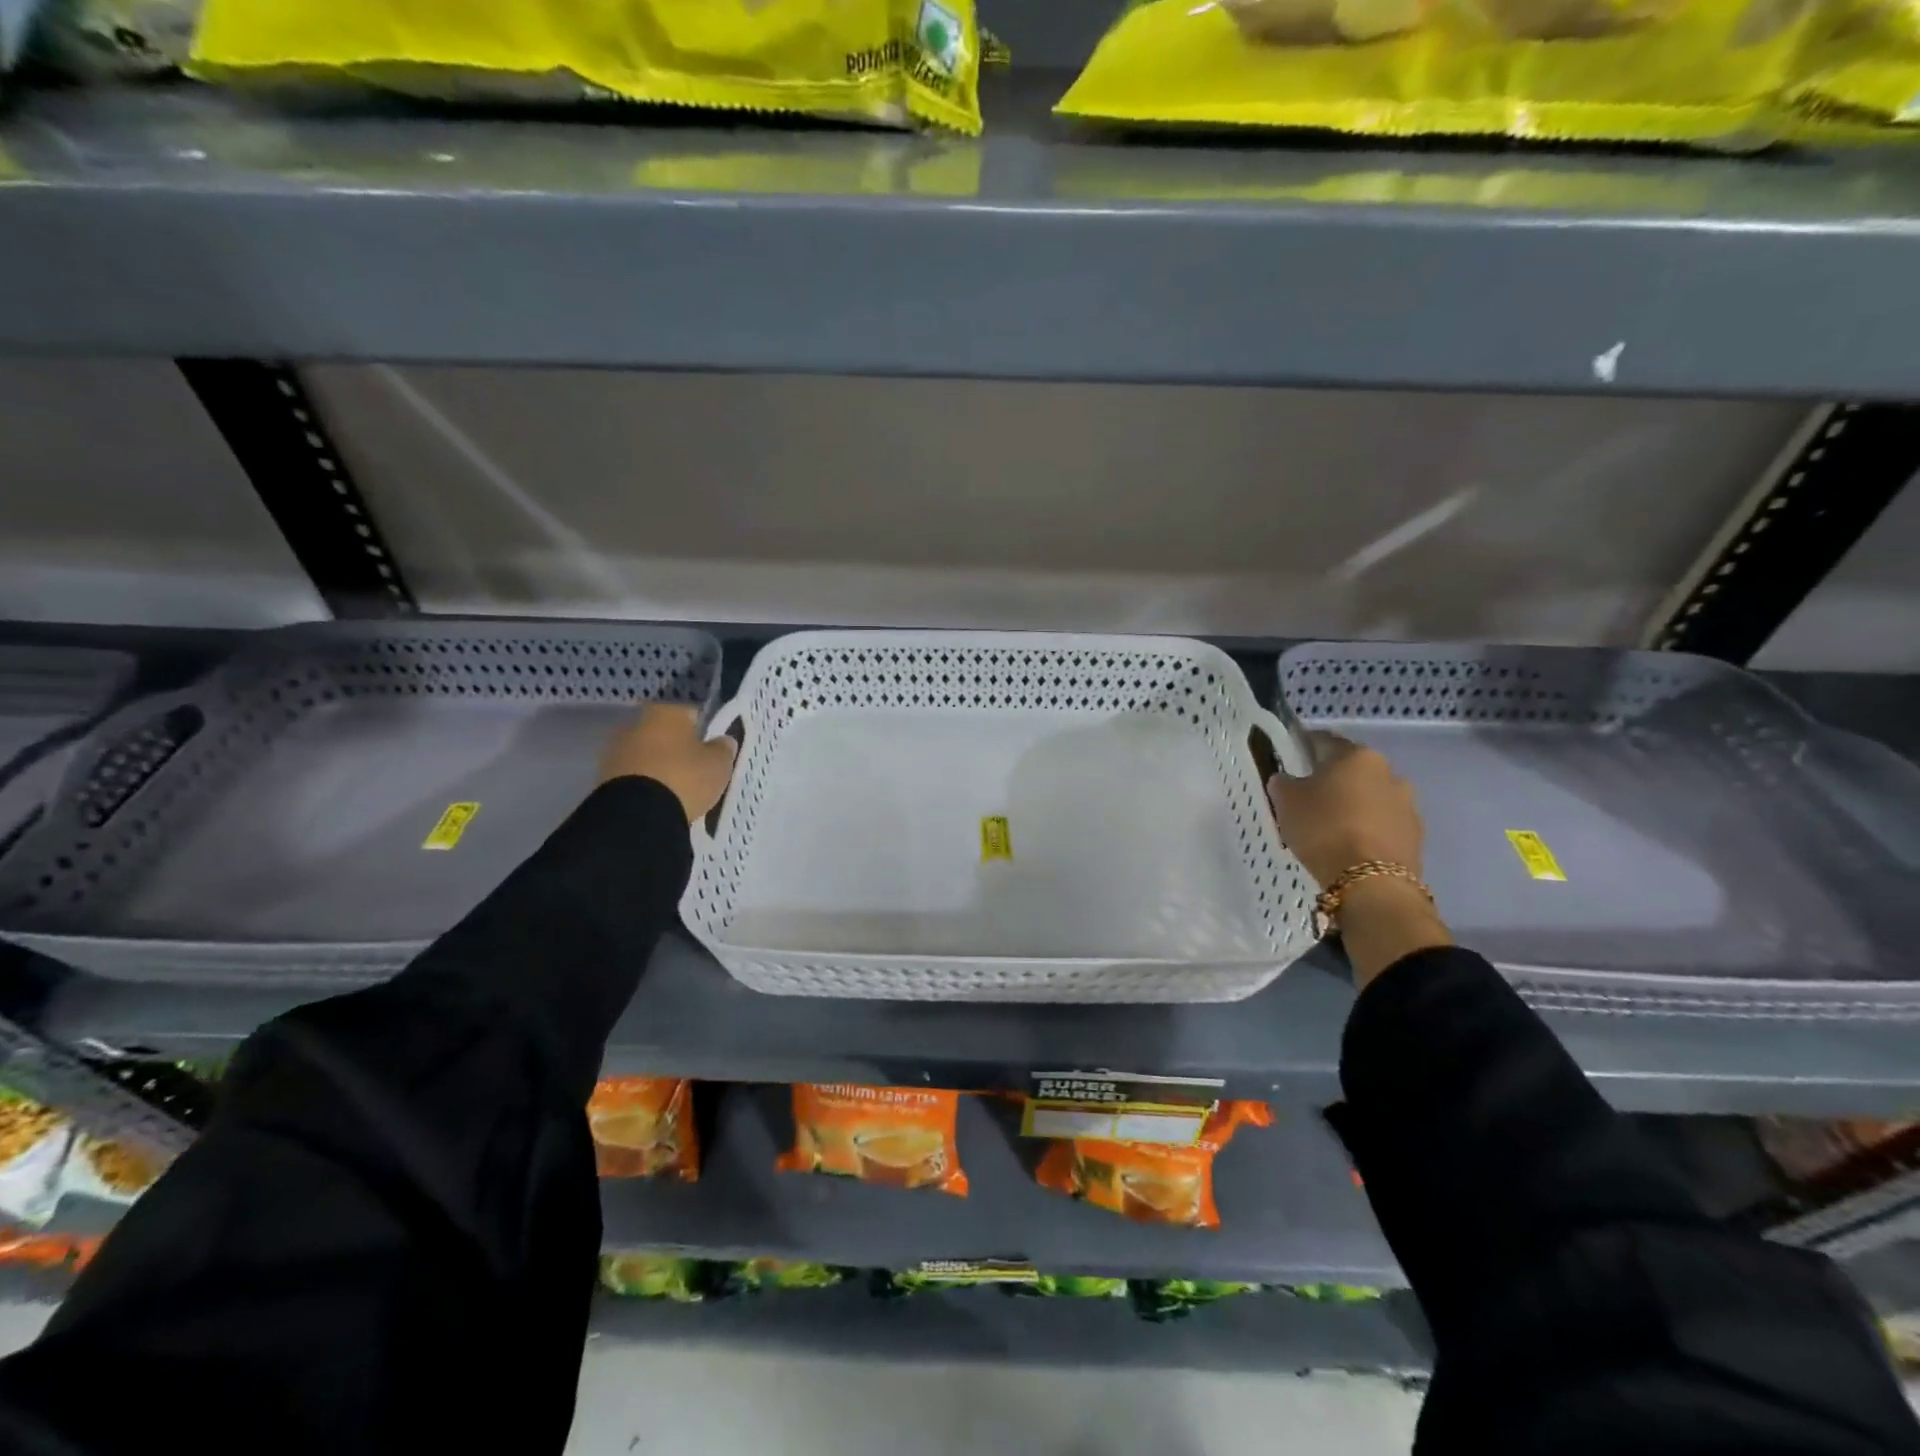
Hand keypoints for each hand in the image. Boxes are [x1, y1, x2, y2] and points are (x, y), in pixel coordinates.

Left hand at [599, 704, 735, 824]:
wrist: (636, 815)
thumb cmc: (684, 778)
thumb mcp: (718, 764)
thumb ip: (723, 749)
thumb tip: (723, 740)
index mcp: (666, 712)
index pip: (690, 712)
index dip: (704, 728)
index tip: (713, 746)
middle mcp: (636, 724)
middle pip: (663, 733)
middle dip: (677, 747)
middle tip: (695, 768)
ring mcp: (615, 751)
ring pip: (646, 754)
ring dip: (658, 766)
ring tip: (676, 789)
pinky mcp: (603, 778)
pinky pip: (633, 776)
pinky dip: (645, 784)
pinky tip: (658, 799)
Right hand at [1268, 732, 1446, 988]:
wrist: (1371, 884)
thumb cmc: (1323, 829)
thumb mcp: (1286, 802)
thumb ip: (1284, 783)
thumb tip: (1287, 779)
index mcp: (1356, 755)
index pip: (1324, 741)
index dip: (1304, 747)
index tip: (1290, 757)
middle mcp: (1388, 772)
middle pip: (1352, 770)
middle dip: (1332, 779)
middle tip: (1308, 796)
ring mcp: (1407, 804)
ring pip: (1371, 797)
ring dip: (1353, 805)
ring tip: (1330, 826)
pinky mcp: (1415, 835)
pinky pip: (1383, 824)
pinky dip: (1367, 828)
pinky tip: (1349, 845)